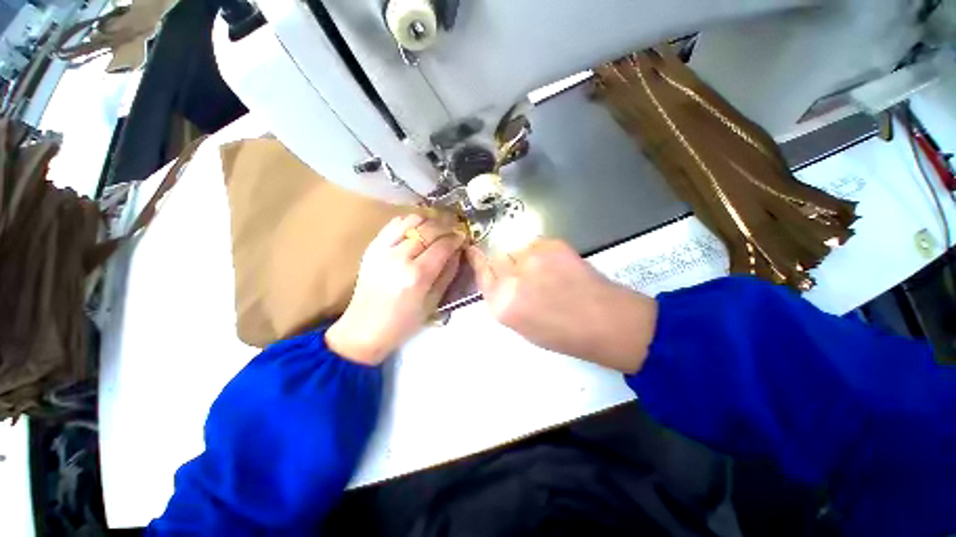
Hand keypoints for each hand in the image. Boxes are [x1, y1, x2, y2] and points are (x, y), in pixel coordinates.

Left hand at [326, 214, 464, 365]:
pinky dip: (409, 222)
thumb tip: (458, 251)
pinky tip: (418, 229)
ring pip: (411, 220)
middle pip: (428, 229)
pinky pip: (394, 224)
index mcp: (417, 276)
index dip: (456, 238)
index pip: (442, 245)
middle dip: (446, 226)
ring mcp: (382, 249)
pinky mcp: (371, 247)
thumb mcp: (433, 302)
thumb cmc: (404, 322)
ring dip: (428, 221)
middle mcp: (399, 258)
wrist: (364, 329)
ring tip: (437, 227)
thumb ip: (448, 273)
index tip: (464, 237)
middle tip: (454, 230)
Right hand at [466, 240, 656, 372]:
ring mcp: (532, 257)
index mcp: (502, 305)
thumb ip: (504, 300)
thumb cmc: (562, 334)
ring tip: (548, 273)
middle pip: (497, 256)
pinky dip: (543, 253)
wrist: (604, 321)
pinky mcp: (551, 244)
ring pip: (518, 249)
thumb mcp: (522, 325)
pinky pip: (537, 244)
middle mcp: (511, 278)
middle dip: (507, 263)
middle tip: (526, 272)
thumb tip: (500, 279)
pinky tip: (559, 267)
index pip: (481, 273)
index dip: (478, 260)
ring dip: (526, 258)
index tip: (474, 250)